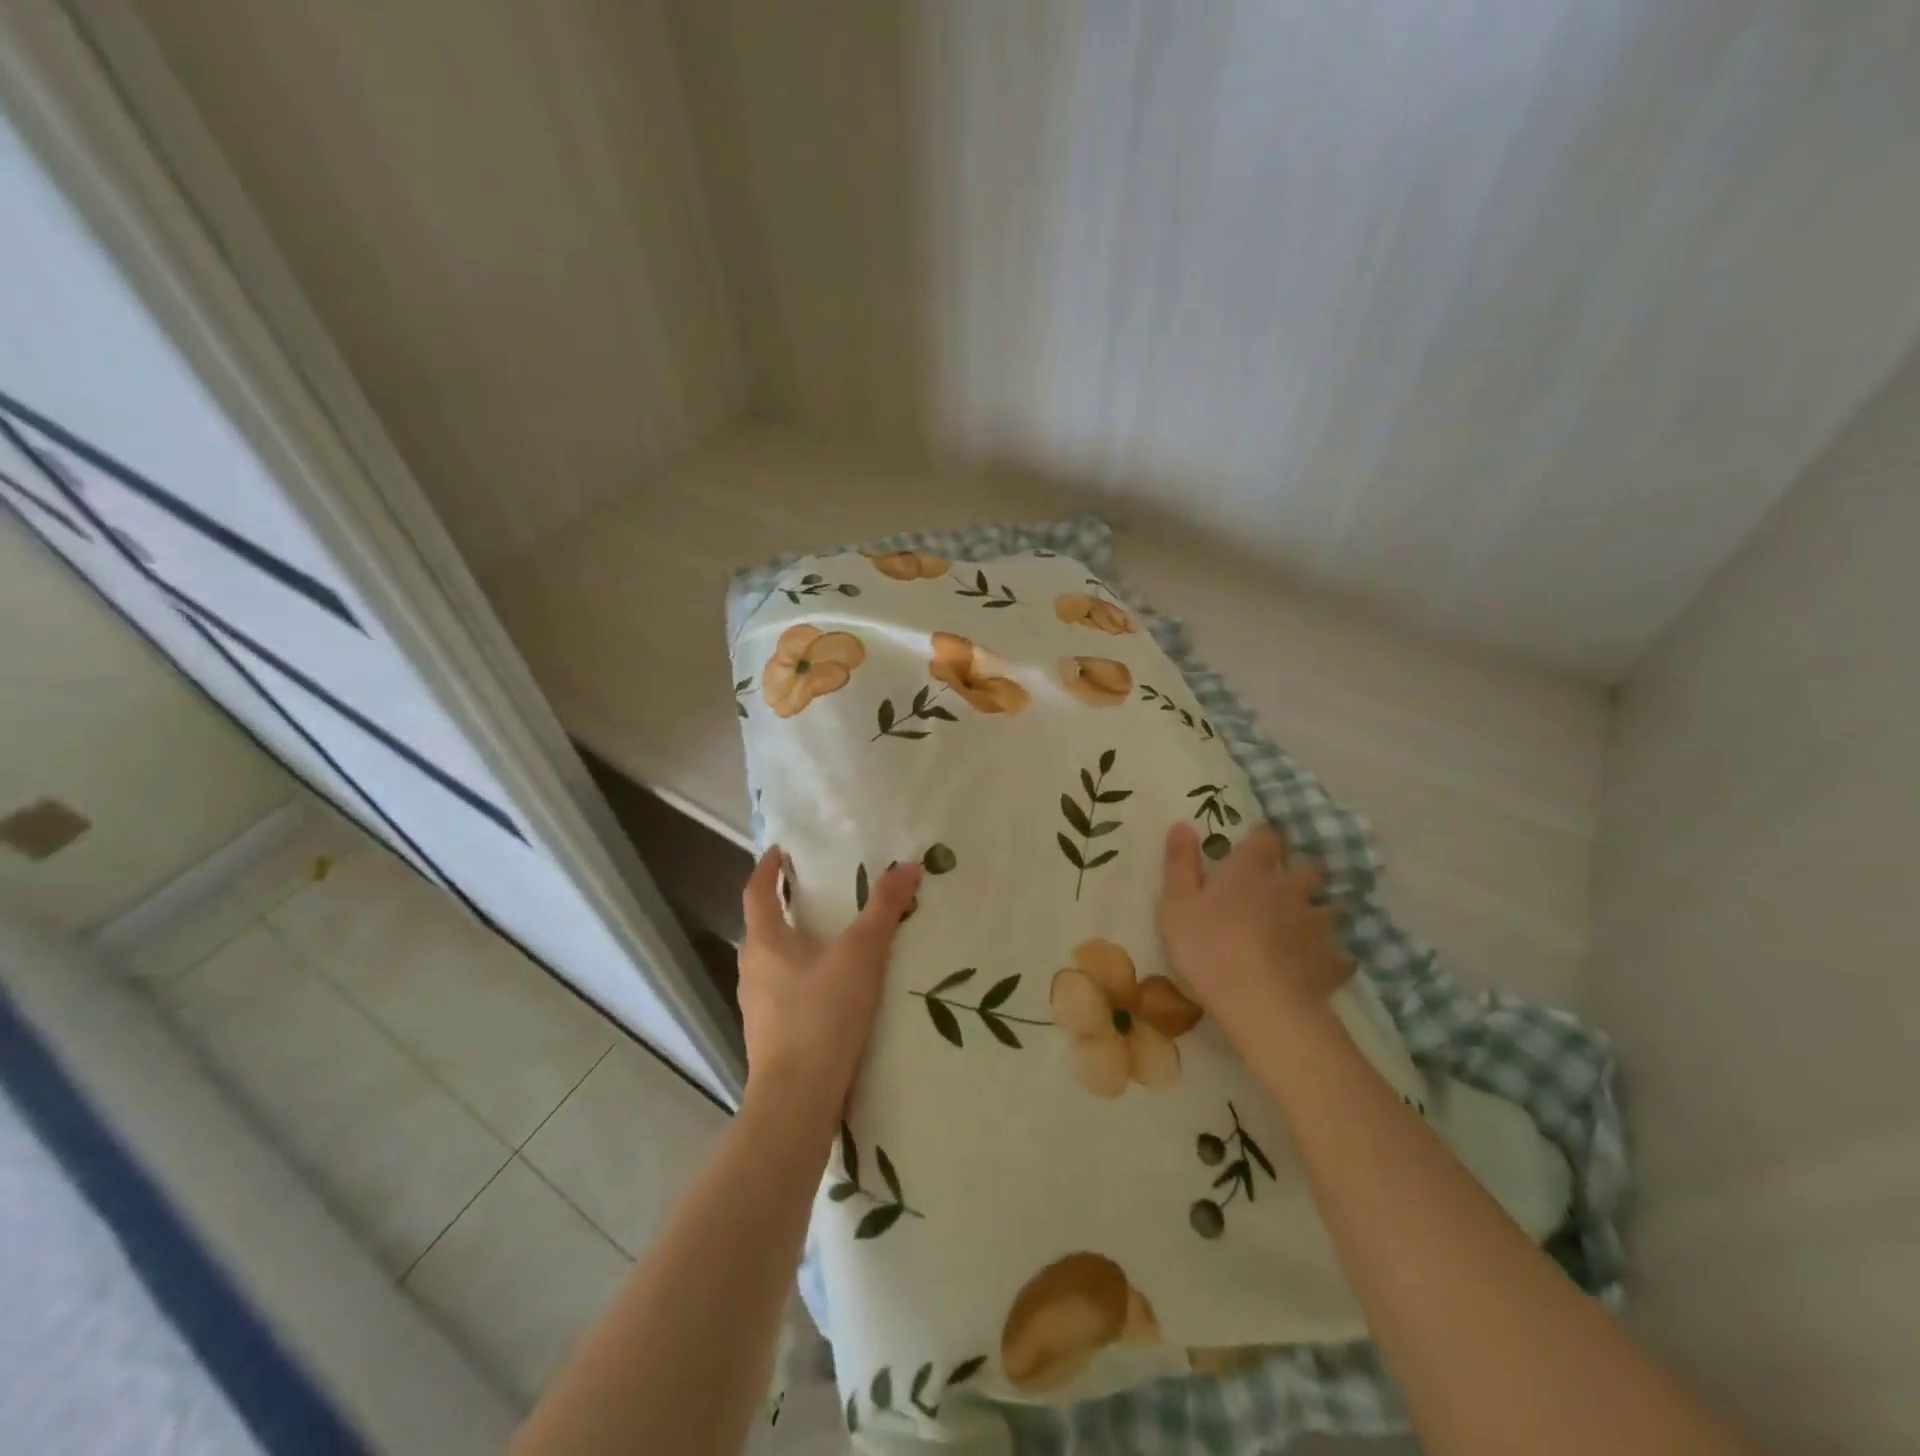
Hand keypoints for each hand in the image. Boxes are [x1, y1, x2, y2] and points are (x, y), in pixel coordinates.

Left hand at [737, 847, 921, 1130]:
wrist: (797, 1102)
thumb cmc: (823, 1016)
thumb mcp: (862, 955)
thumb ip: (885, 909)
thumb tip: (908, 865)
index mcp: (765, 942)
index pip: (756, 892)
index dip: (768, 868)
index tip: (781, 851)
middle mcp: (753, 970)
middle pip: (764, 928)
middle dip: (787, 907)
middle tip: (820, 893)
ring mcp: (758, 1007)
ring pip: (774, 963)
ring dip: (796, 946)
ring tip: (833, 941)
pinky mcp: (770, 1037)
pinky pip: (784, 993)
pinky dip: (803, 979)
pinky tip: (833, 992)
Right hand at [1160, 822, 1354, 1043]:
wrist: (1260, 1003)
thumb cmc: (1208, 947)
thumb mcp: (1177, 903)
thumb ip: (1181, 863)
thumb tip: (1184, 823)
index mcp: (1250, 871)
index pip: (1266, 838)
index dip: (1263, 839)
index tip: (1257, 846)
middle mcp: (1289, 889)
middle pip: (1307, 871)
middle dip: (1299, 875)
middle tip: (1284, 888)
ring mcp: (1316, 925)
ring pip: (1327, 909)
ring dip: (1316, 914)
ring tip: (1303, 928)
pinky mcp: (1332, 961)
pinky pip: (1339, 954)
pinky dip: (1331, 957)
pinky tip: (1319, 966)